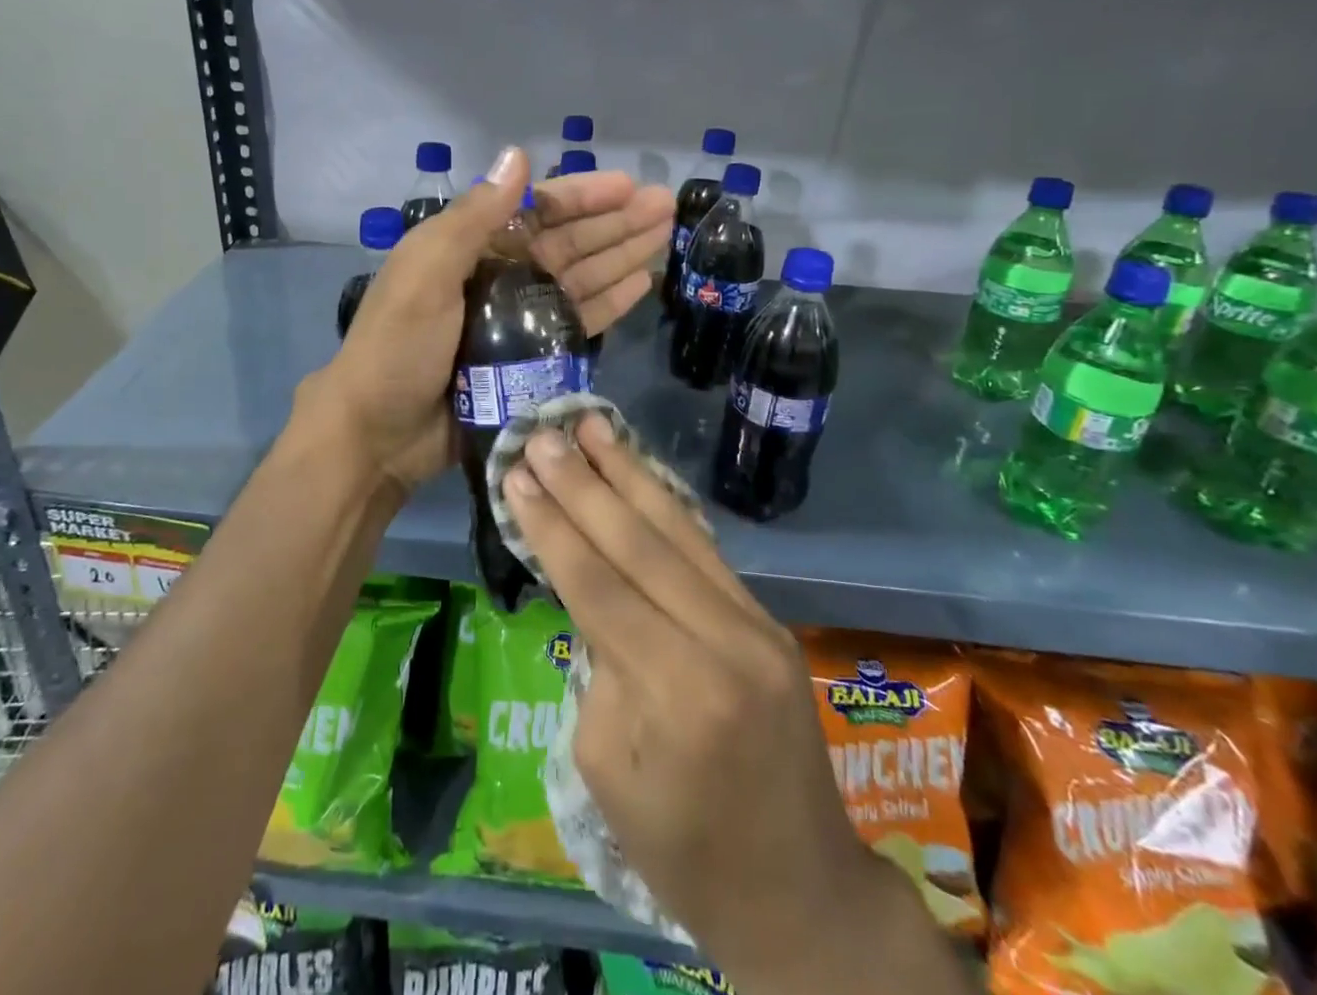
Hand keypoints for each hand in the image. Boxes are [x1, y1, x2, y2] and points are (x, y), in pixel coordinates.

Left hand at [308, 146, 674, 492]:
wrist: (378, 434)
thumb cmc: (398, 347)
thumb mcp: (425, 273)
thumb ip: (473, 218)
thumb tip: (517, 155)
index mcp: (469, 248)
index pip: (536, 211)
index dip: (582, 196)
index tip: (628, 186)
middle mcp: (498, 276)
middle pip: (567, 241)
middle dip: (615, 223)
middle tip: (666, 208)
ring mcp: (516, 319)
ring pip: (580, 278)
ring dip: (621, 256)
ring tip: (665, 237)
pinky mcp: (530, 359)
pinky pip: (577, 323)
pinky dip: (608, 302)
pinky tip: (641, 284)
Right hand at [502, 417, 968, 994]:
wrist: (800, 891)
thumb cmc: (683, 851)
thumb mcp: (607, 770)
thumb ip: (597, 668)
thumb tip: (592, 595)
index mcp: (677, 693)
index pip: (598, 587)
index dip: (552, 526)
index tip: (515, 474)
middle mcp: (724, 642)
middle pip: (639, 544)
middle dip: (582, 484)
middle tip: (542, 434)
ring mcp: (755, 625)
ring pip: (679, 530)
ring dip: (628, 471)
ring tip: (591, 425)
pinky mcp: (767, 619)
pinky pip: (706, 549)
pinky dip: (666, 503)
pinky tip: (638, 469)